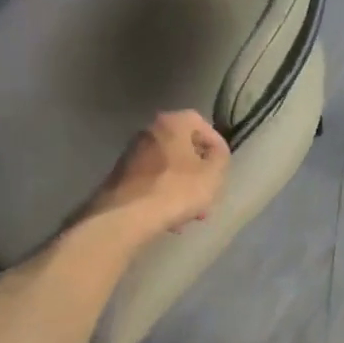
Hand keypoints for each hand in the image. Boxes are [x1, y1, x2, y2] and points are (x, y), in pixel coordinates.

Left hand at [81, 110, 229, 243]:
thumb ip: (221, 158)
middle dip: (199, 173)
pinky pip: (152, 181)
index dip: (216, 145)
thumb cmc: (176, 190)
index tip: (222, 168)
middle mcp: (148, 131)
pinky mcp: (121, 176)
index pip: (202, 124)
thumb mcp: (212, 174)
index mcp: (172, 123)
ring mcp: (132, 154)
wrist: (127, 216)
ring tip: (193, 214)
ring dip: (183, 187)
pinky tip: (171, 218)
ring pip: (168, 168)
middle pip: (183, 148)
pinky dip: (165, 195)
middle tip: (209, 194)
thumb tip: (215, 153)